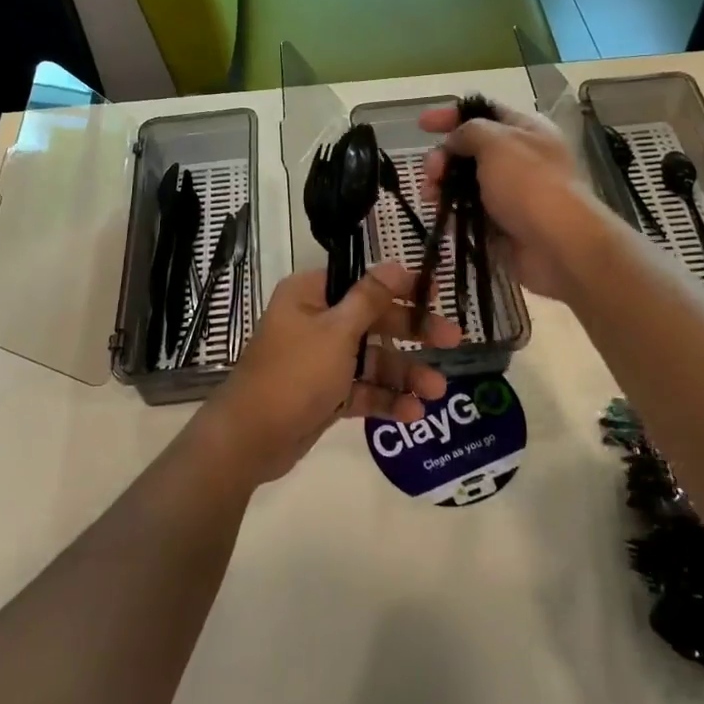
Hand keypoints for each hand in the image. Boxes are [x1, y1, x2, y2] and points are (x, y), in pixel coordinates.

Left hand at [194, 263, 459, 484]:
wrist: (249, 439)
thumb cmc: (294, 373)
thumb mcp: (336, 332)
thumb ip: (370, 299)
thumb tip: (394, 264)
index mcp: (311, 295)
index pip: (363, 282)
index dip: (401, 286)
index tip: (436, 292)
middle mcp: (316, 322)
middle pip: (373, 321)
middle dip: (412, 334)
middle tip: (454, 340)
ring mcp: (321, 360)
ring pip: (371, 360)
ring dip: (403, 373)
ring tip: (437, 391)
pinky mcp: (325, 394)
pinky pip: (361, 389)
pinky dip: (384, 399)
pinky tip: (413, 413)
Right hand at [419, 101, 613, 302]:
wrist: (558, 244)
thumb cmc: (529, 183)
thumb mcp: (496, 142)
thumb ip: (468, 131)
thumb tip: (454, 141)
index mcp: (525, 130)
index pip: (483, 112)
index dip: (451, 114)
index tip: (422, 124)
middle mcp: (519, 158)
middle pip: (470, 149)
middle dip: (443, 157)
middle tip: (431, 172)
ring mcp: (511, 194)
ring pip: (465, 183)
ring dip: (442, 186)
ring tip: (431, 198)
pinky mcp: (502, 225)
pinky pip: (470, 213)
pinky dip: (453, 213)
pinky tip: (442, 217)